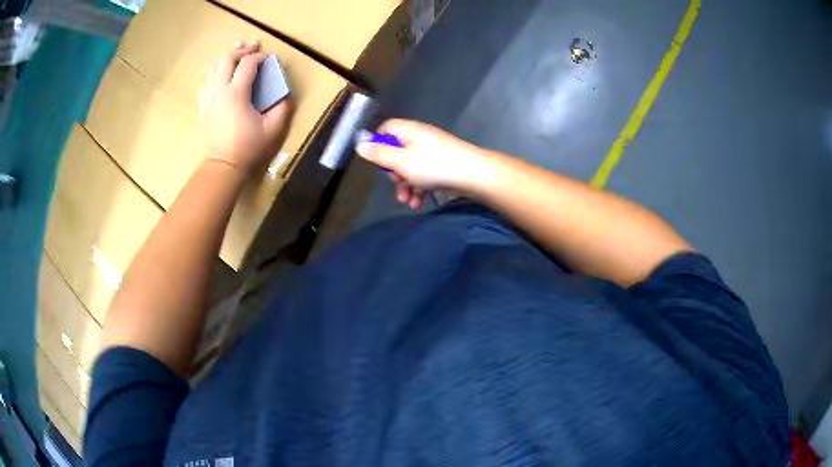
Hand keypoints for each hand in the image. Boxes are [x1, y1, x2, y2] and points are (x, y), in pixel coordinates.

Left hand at [198, 41, 293, 174]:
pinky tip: (222, 76)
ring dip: (226, 58)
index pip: (247, 64)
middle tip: (252, 47)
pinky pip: (206, 82)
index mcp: (236, 94)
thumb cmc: (248, 148)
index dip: (259, 57)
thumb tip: (285, 94)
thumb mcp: (273, 130)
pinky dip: (215, 73)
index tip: (268, 59)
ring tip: (237, 56)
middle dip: (241, 50)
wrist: (223, 166)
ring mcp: (208, 98)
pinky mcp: (202, 106)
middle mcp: (219, 91)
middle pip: (227, 58)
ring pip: (213, 67)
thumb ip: (282, 108)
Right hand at [355, 119, 490, 208]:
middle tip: (396, 185)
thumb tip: (360, 144)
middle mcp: (420, 137)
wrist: (474, 174)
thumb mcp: (401, 161)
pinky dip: (420, 187)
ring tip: (407, 201)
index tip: (375, 161)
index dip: (378, 143)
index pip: (387, 128)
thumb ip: (379, 154)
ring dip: (406, 185)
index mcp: (409, 131)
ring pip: (411, 166)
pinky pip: (425, 174)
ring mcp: (433, 151)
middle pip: (398, 150)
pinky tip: (419, 203)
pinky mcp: (443, 164)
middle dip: (394, 172)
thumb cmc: (434, 165)